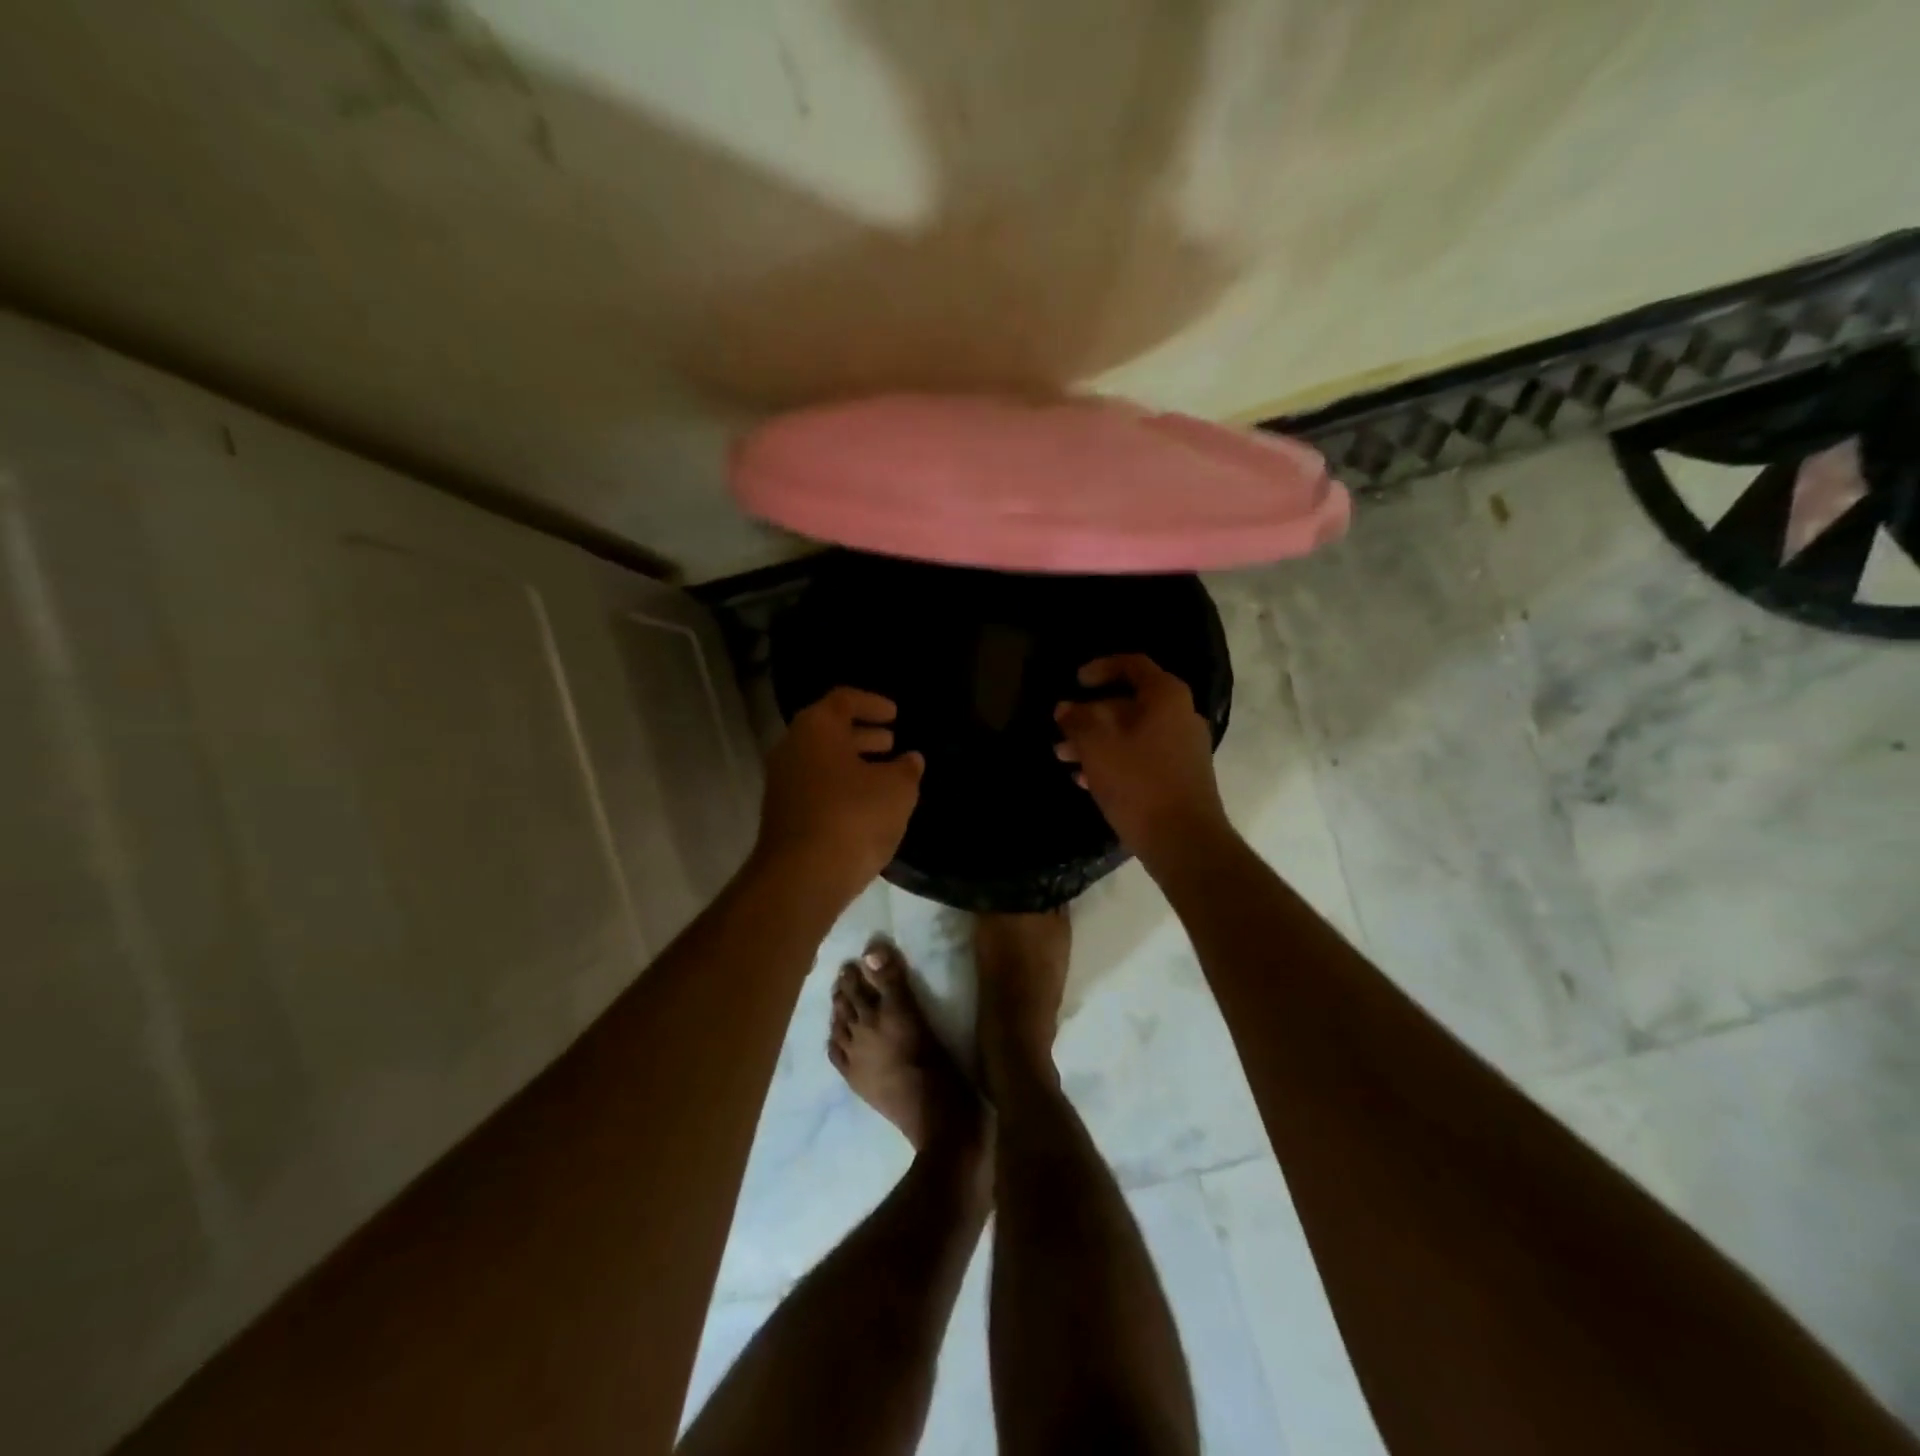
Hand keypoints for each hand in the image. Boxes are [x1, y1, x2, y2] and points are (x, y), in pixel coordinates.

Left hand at [755, 688, 924, 899]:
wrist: (802, 877)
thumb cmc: (854, 817)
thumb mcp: (897, 790)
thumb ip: (907, 769)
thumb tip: (910, 759)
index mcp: (817, 728)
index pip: (844, 700)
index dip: (873, 704)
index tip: (895, 714)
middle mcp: (792, 748)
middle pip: (829, 730)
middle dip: (863, 735)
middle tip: (891, 741)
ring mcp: (782, 783)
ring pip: (822, 762)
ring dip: (854, 764)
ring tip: (886, 774)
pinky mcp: (783, 815)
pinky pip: (816, 788)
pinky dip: (842, 787)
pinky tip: (867, 805)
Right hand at [1055, 655, 1228, 861]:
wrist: (1184, 840)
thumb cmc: (1138, 782)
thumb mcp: (1097, 746)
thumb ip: (1077, 720)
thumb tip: (1065, 708)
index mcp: (1166, 697)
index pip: (1132, 665)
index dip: (1101, 668)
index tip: (1075, 681)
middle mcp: (1180, 716)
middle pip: (1129, 704)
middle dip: (1090, 716)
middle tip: (1061, 732)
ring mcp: (1184, 748)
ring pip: (1131, 734)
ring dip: (1096, 742)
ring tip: (1064, 759)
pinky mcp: (1180, 777)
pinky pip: (1141, 758)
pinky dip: (1114, 762)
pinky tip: (1086, 781)